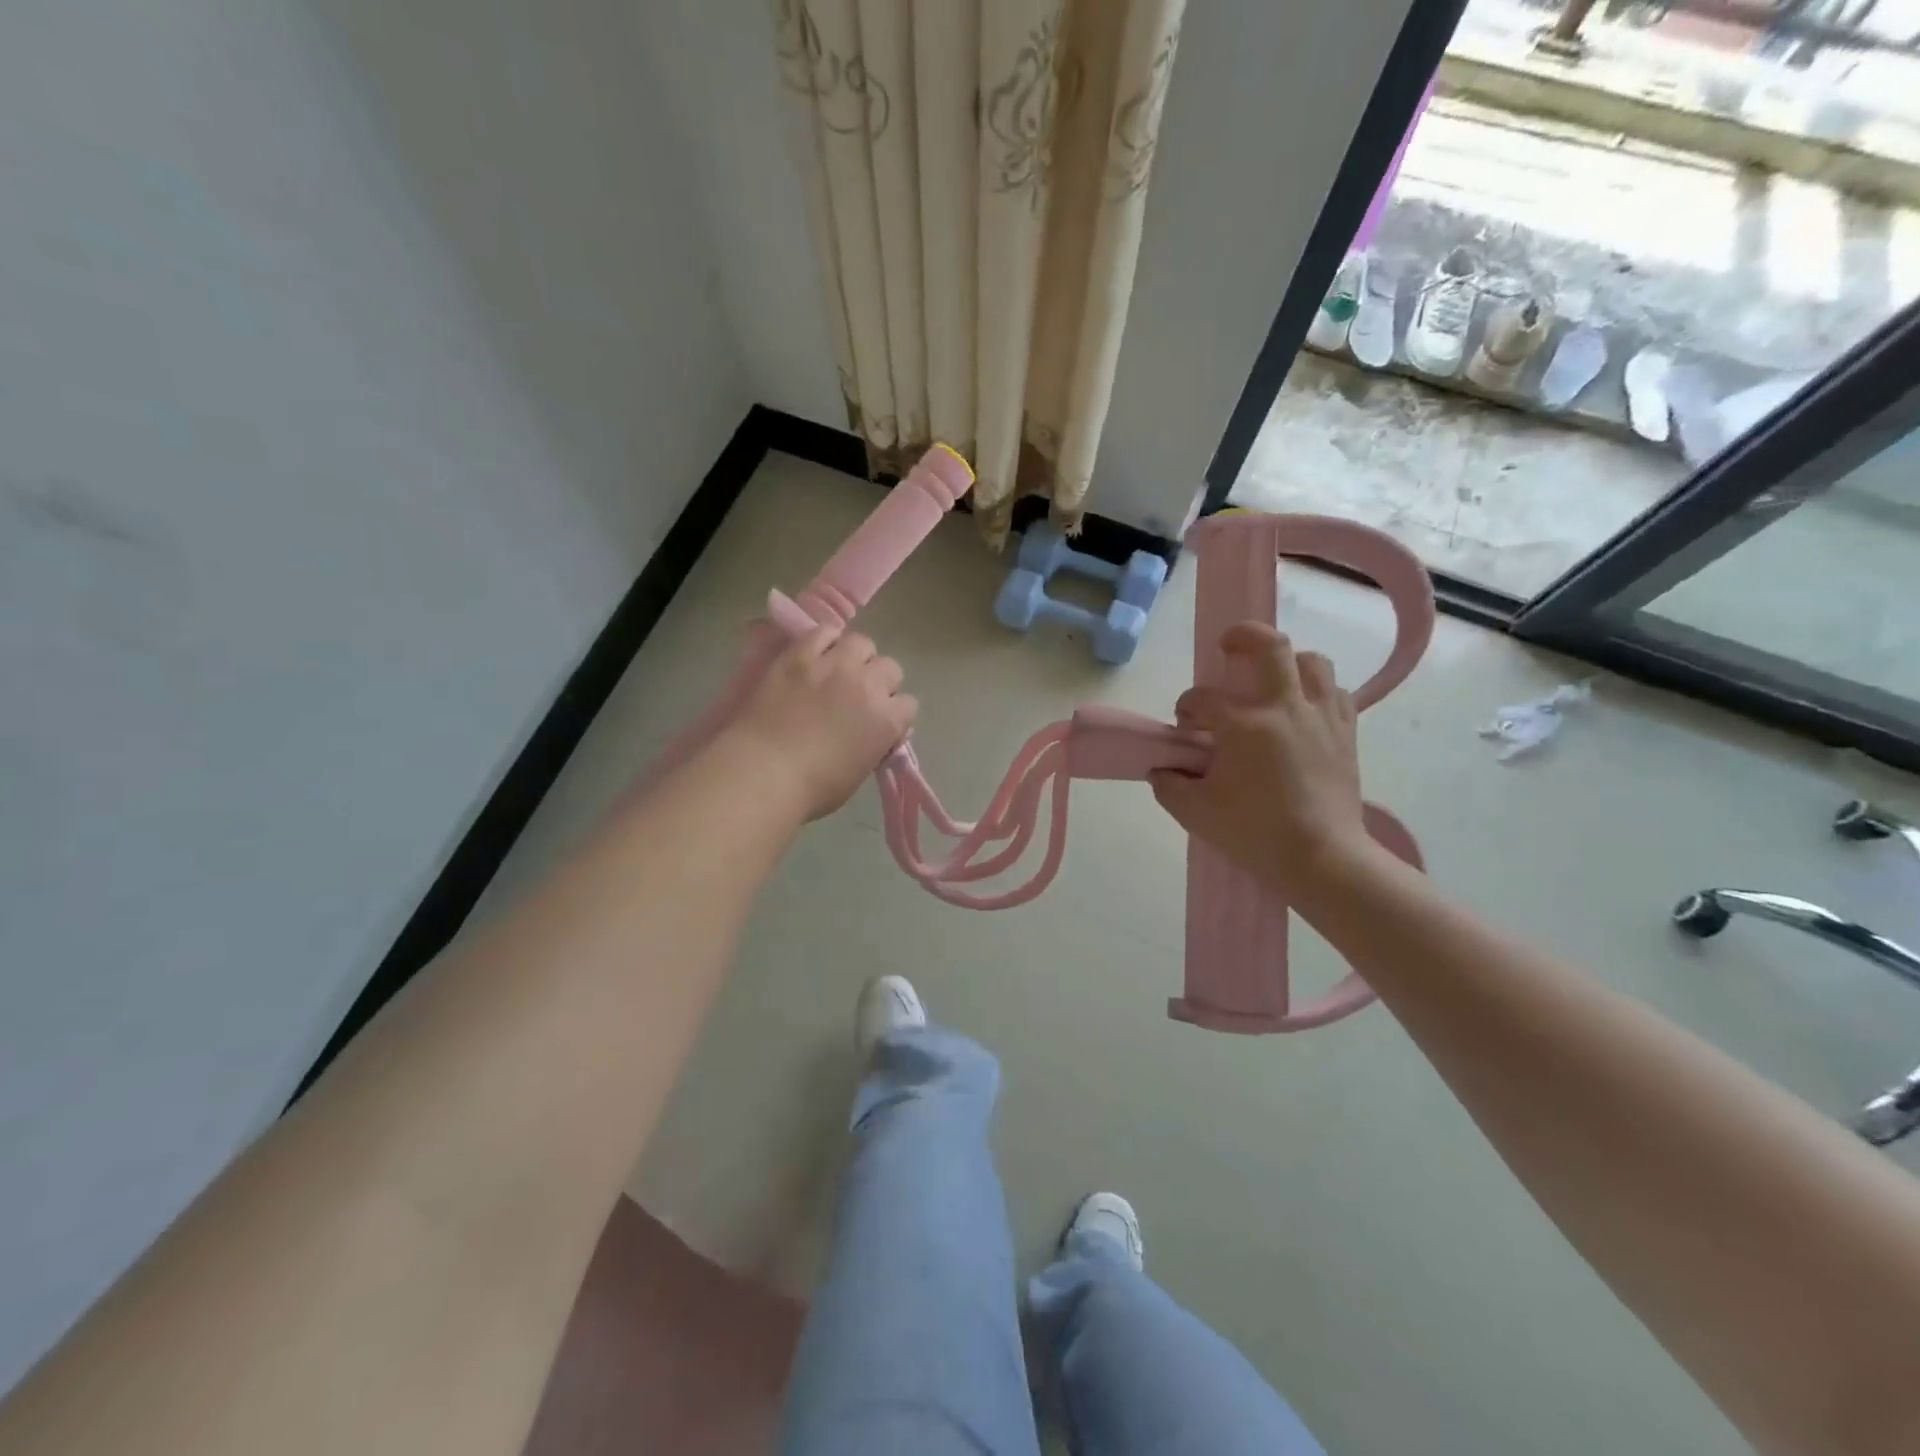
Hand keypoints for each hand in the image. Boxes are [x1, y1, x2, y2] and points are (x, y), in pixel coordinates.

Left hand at [727, 626, 917, 820]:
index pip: (908, 704)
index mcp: (888, 720)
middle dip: (879, 681)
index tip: (879, 722)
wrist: (763, 772)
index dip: (894, 713)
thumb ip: (874, 745)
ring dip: (856, 656)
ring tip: (839, 669)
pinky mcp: (800, 654)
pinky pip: (824, 632)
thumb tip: (876, 733)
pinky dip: (825, 642)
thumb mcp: (859, 772)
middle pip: (890, 668)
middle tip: (858, 696)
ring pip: (862, 643)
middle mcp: (868, 684)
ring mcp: (834, 665)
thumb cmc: (812, 788)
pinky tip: (816, 655)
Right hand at [1149, 622, 1371, 897]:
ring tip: (1272, 681)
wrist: (1322, 859)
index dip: (1187, 707)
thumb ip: (1169, 786)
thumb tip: (1161, 769)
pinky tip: (1302, 710)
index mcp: (1244, 726)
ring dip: (1287, 662)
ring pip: (1311, 662)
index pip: (1203, 699)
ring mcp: (1320, 717)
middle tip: (1228, 647)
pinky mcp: (1345, 733)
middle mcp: (1285, 708)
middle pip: (1270, 646)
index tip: (1184, 725)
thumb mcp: (1195, 813)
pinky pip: (1335, 692)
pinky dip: (1316, 691)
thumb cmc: (1254, 833)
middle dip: (1243, 637)